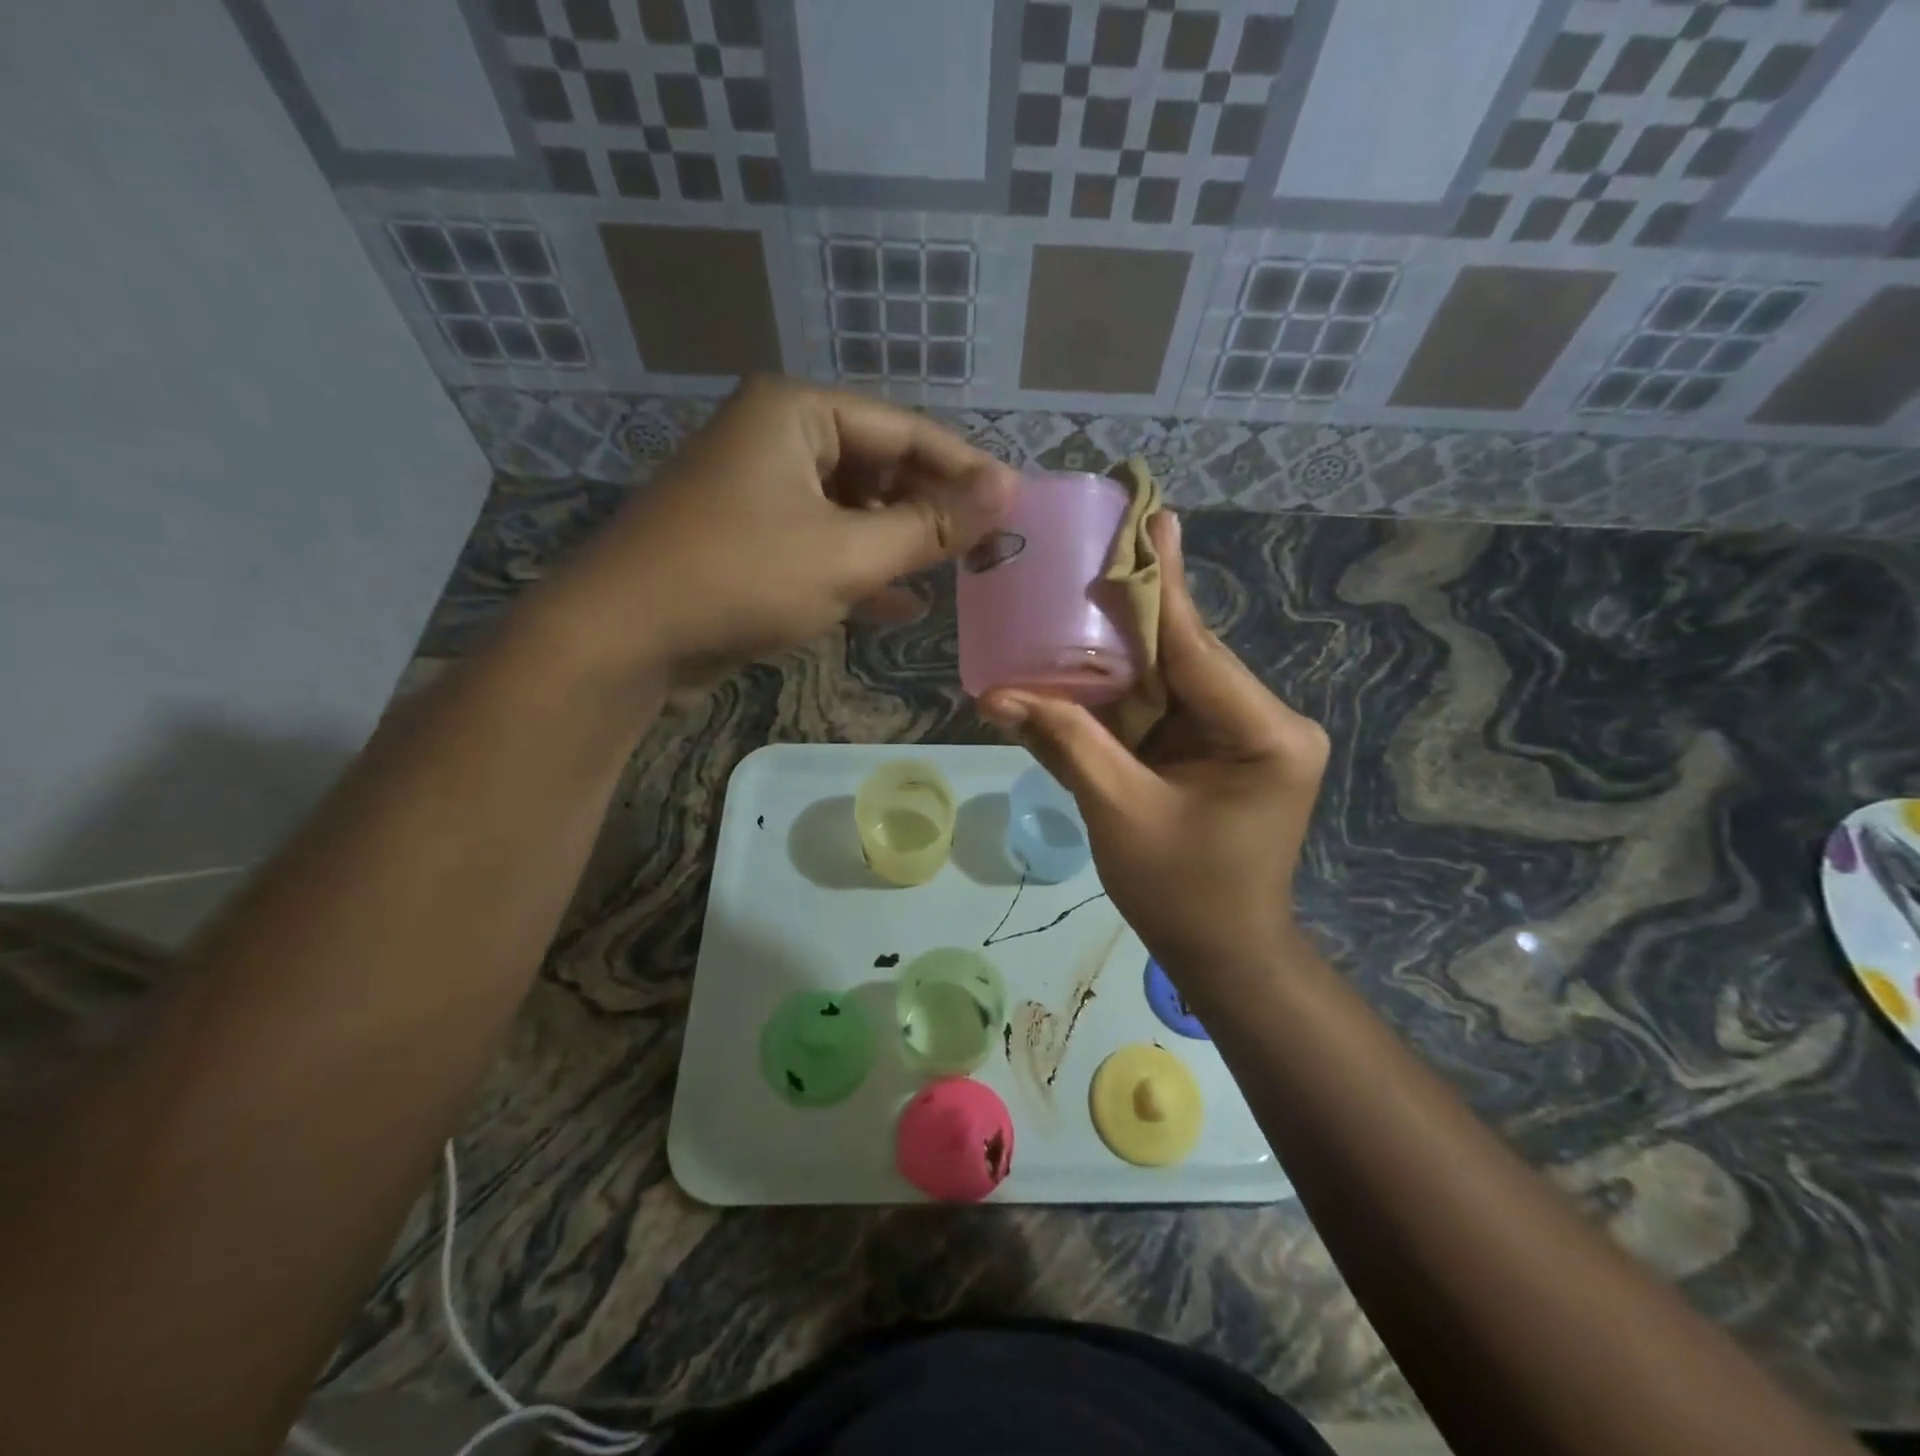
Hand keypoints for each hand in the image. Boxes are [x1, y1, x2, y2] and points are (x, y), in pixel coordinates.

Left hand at [535, 377, 1015, 687]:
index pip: (906, 430)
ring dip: (900, 546)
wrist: (624, 639)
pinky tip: (903, 604)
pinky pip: (823, 544)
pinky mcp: (751, 540)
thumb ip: (931, 524)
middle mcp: (778, 439)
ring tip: (956, 577)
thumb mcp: (849, 553)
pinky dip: (861, 571)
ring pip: (853, 511)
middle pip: (880, 468)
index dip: (965, 470)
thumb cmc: (741, 578)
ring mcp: (760, 491)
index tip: (1015, 508)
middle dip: (931, 512)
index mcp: (798, 413)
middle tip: (987, 552)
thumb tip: (1007, 490)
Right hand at [980, 513, 1328, 985]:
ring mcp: (1245, 733)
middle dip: (1129, 618)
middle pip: (1185, 656)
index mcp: (1265, 734)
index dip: (1161, 587)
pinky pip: (1165, 708)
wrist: (1223, 953)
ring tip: (1075, 600)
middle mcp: (1266, 721)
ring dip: (1119, 655)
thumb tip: (994, 696)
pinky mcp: (1221, 748)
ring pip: (1171, 678)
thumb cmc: (1182, 893)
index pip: (1198, 649)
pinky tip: (1084, 664)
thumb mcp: (1118, 812)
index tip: (1151, 519)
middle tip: (1088, 556)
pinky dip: (1122, 695)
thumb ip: (1065, 742)